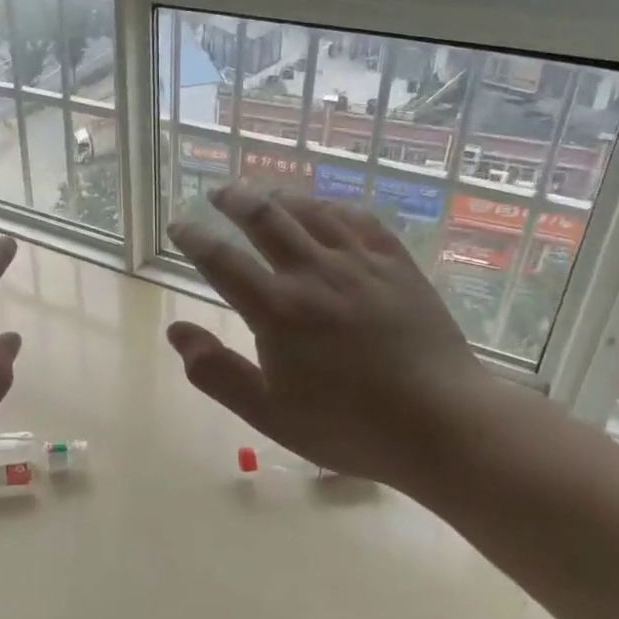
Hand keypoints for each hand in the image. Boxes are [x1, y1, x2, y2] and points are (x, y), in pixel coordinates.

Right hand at [165, 182, 494, 487]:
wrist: (442, 423)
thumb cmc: (348, 426)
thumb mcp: (268, 413)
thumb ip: (216, 372)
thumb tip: (176, 331)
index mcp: (277, 309)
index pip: (222, 260)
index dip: (194, 238)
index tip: (179, 225)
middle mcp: (313, 273)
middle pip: (266, 219)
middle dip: (236, 200)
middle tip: (219, 192)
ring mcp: (360, 264)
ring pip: (312, 211)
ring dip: (281, 196)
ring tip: (264, 192)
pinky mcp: (397, 265)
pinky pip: (360, 220)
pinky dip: (333, 207)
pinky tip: (326, 208)